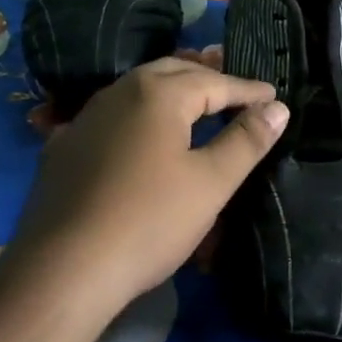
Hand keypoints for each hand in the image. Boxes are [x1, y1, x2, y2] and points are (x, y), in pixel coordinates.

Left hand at [10, 59, 289, 310]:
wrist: (63, 269)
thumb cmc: (149, 221)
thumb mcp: (211, 183)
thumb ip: (246, 140)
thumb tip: (277, 108)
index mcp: (157, 94)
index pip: (214, 82)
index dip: (247, 90)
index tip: (273, 96)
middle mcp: (119, 92)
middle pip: (172, 72)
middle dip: (208, 78)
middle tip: (236, 91)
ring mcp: (86, 118)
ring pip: (138, 89)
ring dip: (171, 90)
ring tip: (195, 101)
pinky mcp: (64, 147)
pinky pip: (112, 116)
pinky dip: (138, 114)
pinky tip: (140, 132)